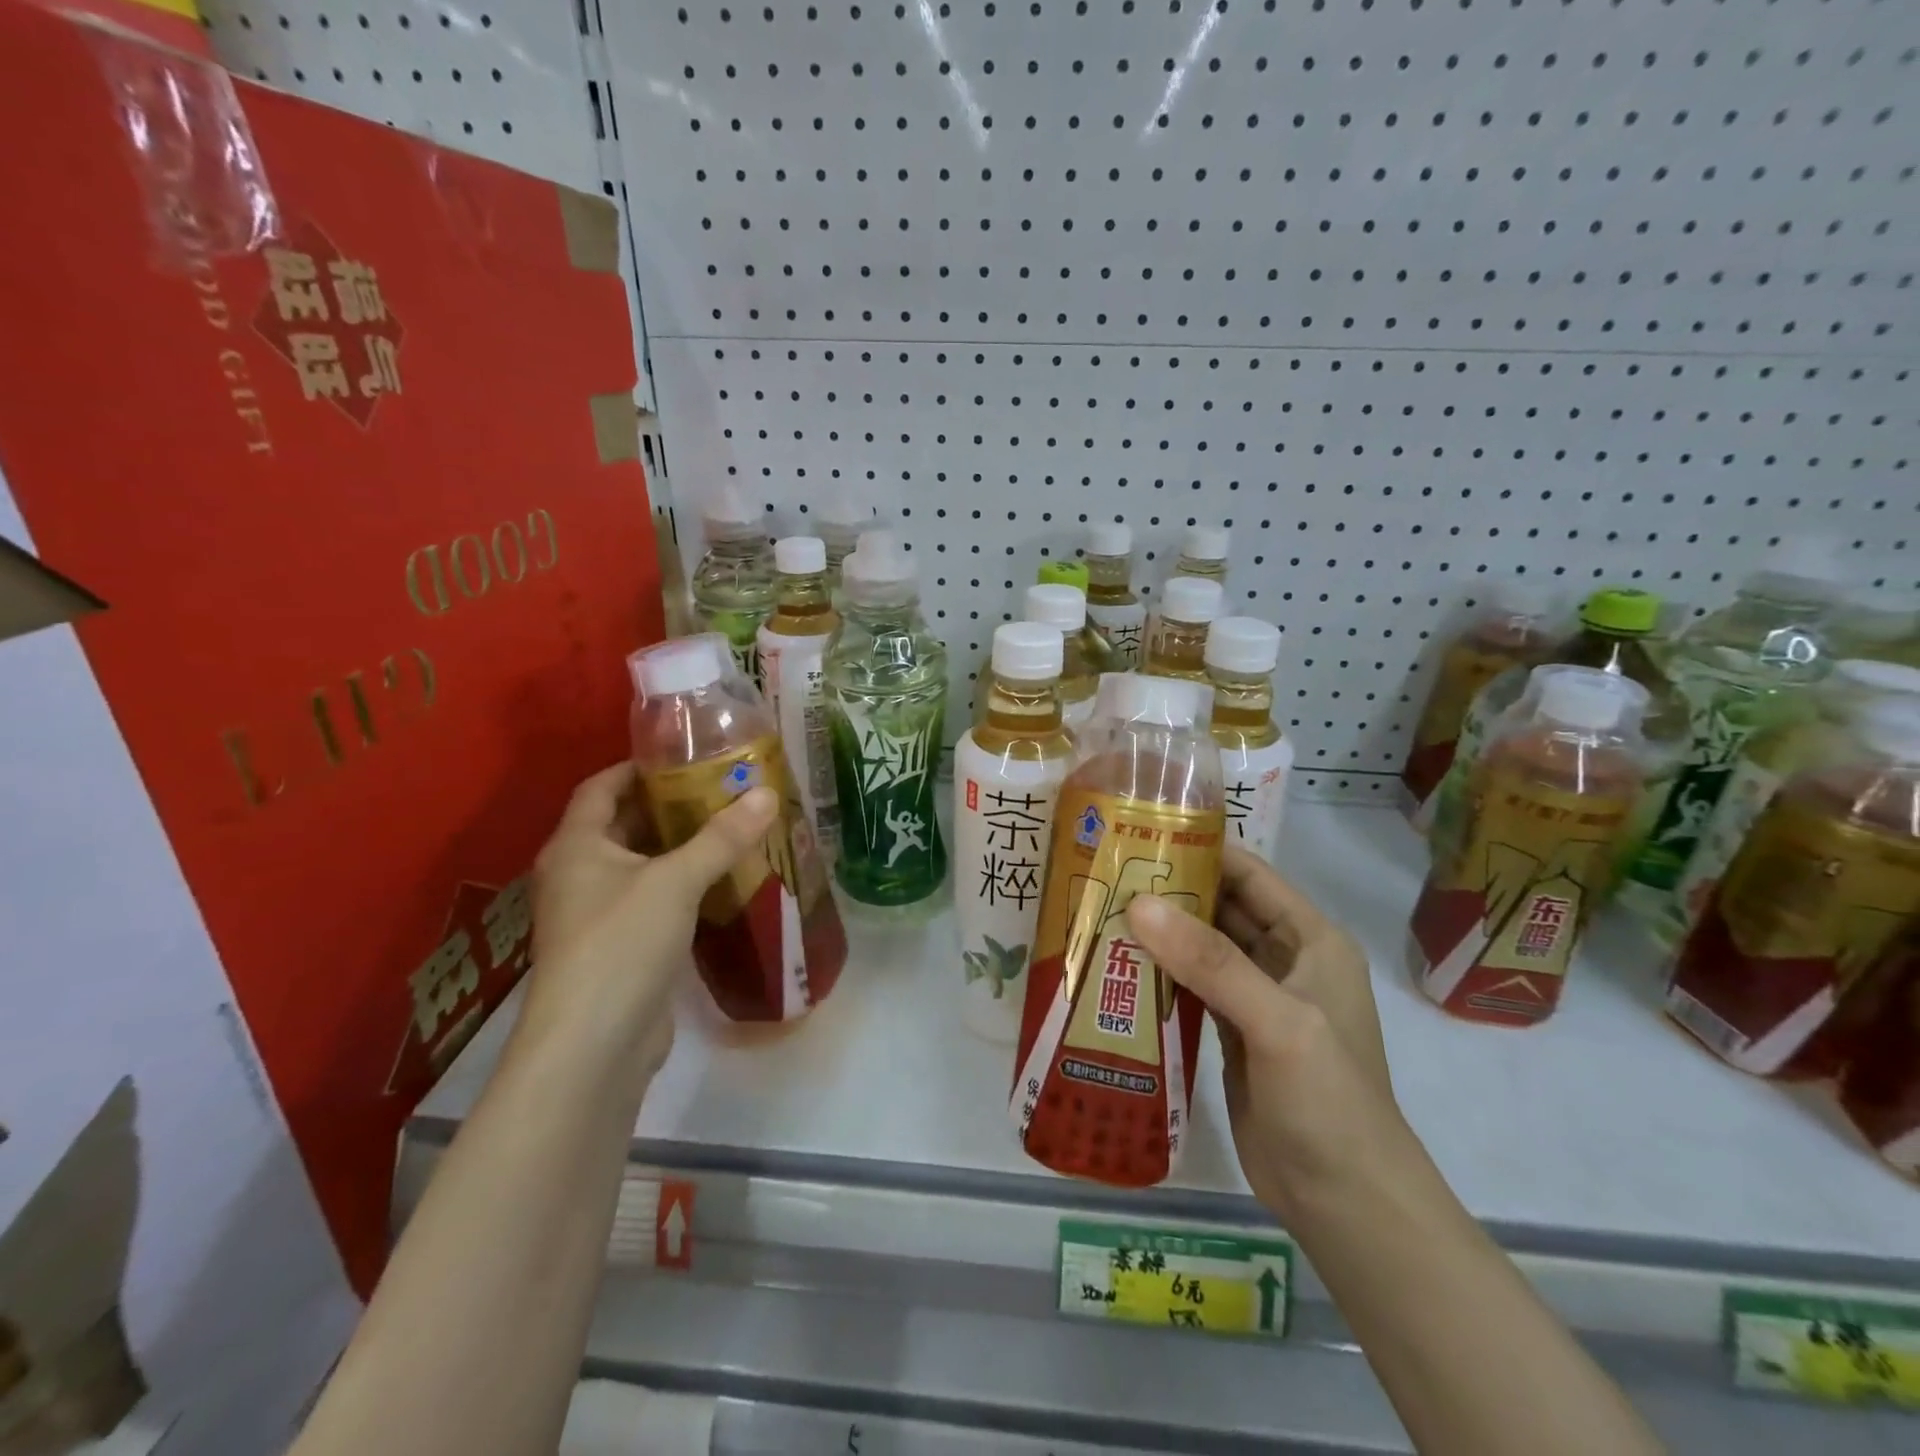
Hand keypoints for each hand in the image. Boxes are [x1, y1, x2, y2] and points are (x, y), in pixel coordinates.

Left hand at [521, 764, 777, 1084]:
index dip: (638, 767)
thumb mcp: (676, 881)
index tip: (685, 756)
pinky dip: (682, 883)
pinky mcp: (620, 945)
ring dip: (679, 846)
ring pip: (641, 864)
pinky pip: (652, 898)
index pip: (601, 787)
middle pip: (623, 824)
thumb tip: (766, 793)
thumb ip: (722, 837)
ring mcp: (597, 913)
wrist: (594, 1045)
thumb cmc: (622, 943)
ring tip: (730, 826)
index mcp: (576, 846)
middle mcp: (579, 873)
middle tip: (722, 788)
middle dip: (669, 805)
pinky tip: (721, 879)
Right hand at [1127, 845, 1404, 1219]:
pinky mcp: (1231, 1030)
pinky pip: (1191, 985)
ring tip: (1100, 909)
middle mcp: (1284, 959)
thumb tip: (1139, 904)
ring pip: (1201, 946)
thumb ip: (1211, 962)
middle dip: (1170, 889)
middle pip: (1221, 906)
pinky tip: (1117, 964)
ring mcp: (1256, 997)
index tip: (1139, 835)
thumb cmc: (1328, 1102)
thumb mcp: (1277, 1023)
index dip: (1200, 849)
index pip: (1249, 874)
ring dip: (1160, 931)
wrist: (1346, 1203)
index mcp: (1310, 939)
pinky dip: (1159, 972)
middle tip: (1105, 873)